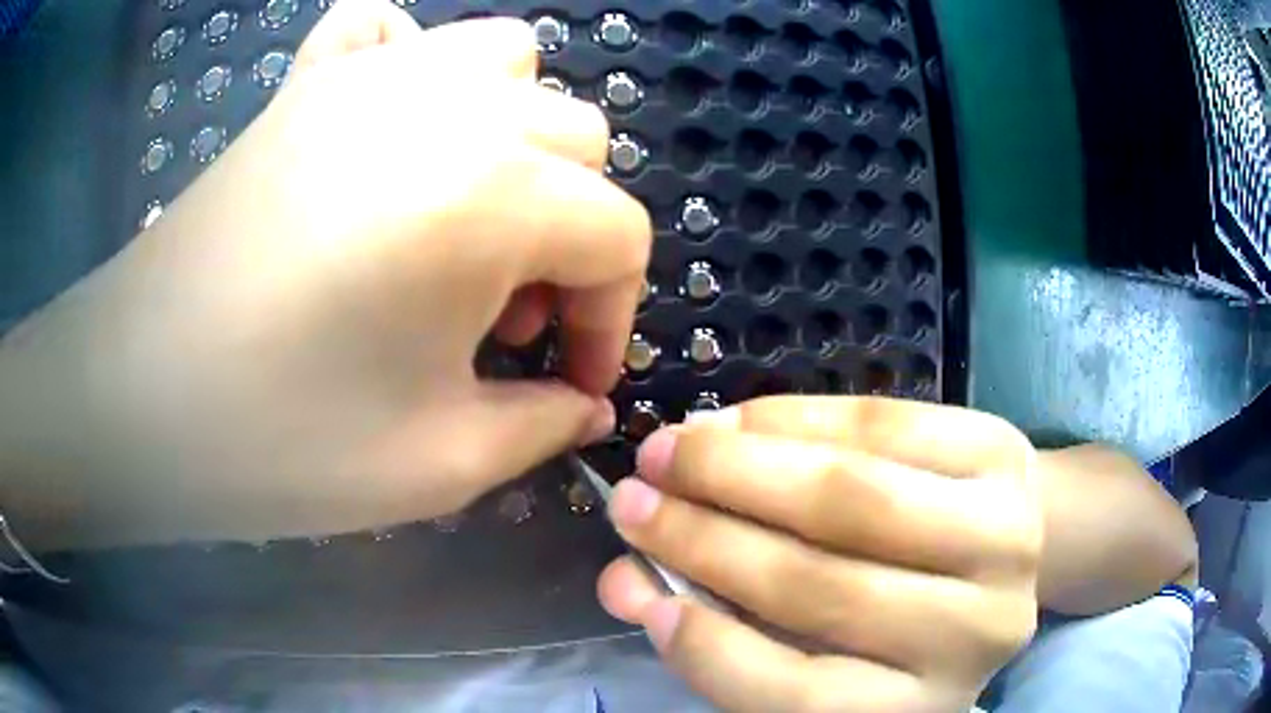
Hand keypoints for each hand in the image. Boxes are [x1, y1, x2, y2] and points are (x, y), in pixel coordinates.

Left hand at [0, 0, 649, 546]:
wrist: (131, 398)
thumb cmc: (277, 443)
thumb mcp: (440, 465)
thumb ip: (543, 426)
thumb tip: (589, 404)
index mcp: (493, 194)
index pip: (618, 233)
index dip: (613, 316)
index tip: (574, 383)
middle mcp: (451, 105)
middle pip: (579, 139)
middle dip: (568, 235)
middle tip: (504, 319)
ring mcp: (371, 76)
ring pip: (508, 63)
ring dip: (517, 137)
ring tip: (467, 215)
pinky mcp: (307, 83)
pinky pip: (390, 31)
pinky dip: (415, 64)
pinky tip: (393, 129)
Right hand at [597, 397, 1042, 711]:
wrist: (999, 549)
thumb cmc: (900, 615)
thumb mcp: (827, 647)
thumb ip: (732, 627)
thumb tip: (629, 583)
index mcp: (923, 703)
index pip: (806, 695)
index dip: (710, 648)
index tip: (637, 591)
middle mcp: (977, 630)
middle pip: (824, 586)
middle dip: (705, 536)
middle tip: (632, 499)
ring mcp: (1003, 536)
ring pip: (854, 497)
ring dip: (740, 469)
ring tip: (670, 451)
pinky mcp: (1001, 453)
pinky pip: (882, 424)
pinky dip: (795, 418)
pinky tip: (737, 422)